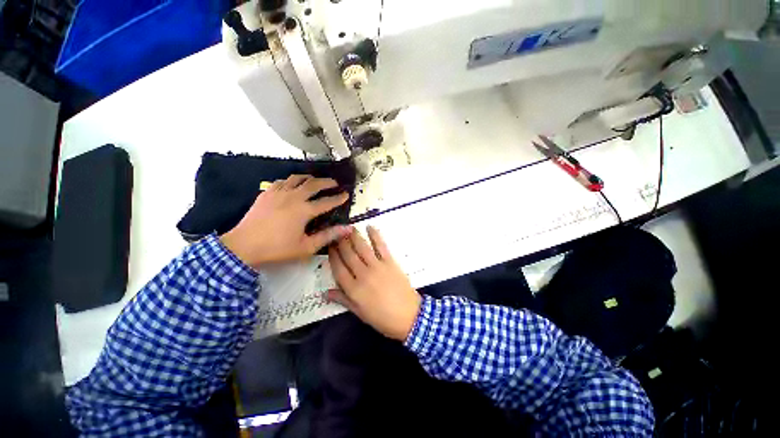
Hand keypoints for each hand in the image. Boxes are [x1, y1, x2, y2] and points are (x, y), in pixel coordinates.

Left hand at [220, 175, 351, 267]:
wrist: (246, 243)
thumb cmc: (277, 249)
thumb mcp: (305, 247)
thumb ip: (327, 237)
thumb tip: (347, 228)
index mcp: (305, 210)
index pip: (326, 201)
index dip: (337, 198)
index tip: (346, 195)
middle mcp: (294, 196)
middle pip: (313, 184)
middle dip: (326, 182)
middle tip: (334, 183)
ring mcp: (278, 192)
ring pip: (296, 178)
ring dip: (308, 178)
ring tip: (313, 180)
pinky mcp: (266, 192)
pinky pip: (281, 181)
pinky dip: (290, 181)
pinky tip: (290, 184)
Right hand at [328, 226, 421, 340]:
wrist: (409, 317)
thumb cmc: (383, 319)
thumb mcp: (360, 313)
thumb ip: (343, 300)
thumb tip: (326, 292)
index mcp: (353, 290)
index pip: (338, 269)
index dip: (332, 256)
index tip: (328, 247)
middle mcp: (362, 275)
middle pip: (348, 255)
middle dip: (340, 243)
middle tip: (336, 233)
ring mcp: (377, 267)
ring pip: (361, 248)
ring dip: (354, 236)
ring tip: (349, 228)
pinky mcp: (391, 263)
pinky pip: (381, 246)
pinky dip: (375, 235)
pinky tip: (370, 227)